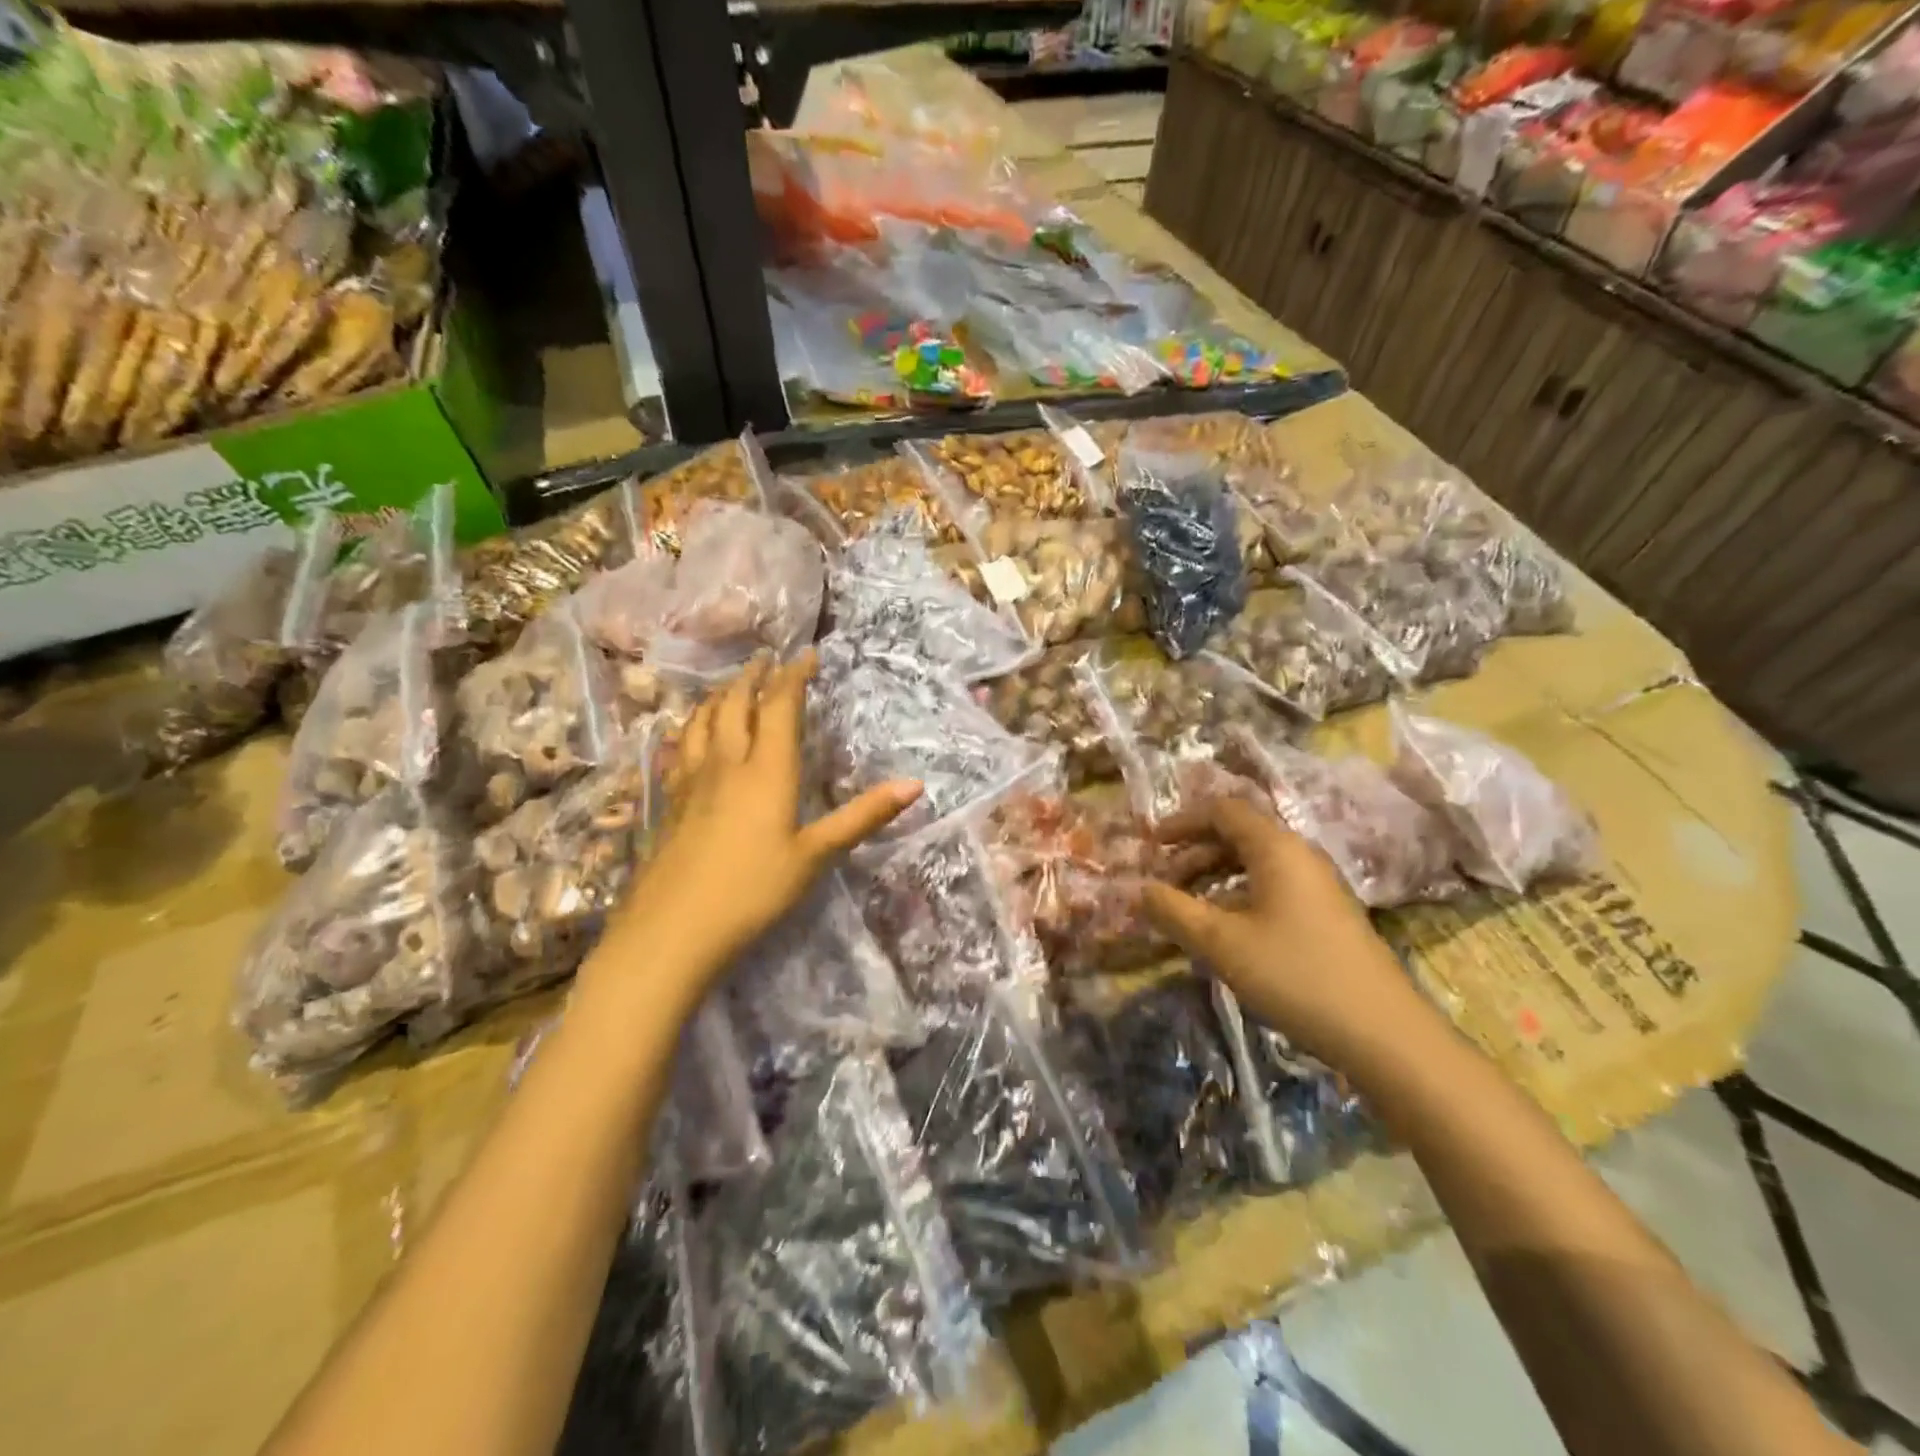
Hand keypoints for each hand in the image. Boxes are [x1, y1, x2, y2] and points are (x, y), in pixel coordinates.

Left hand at [597, 652, 920, 1002]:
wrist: (673, 929)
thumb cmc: (753, 891)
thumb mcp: (816, 855)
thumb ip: (863, 817)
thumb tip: (916, 785)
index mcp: (767, 770)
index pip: (779, 706)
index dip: (794, 676)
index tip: (806, 654)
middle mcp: (727, 763)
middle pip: (735, 704)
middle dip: (753, 677)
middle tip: (766, 659)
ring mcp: (692, 781)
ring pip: (702, 721)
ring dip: (719, 696)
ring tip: (731, 686)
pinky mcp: (670, 802)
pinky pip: (680, 748)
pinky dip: (691, 728)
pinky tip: (689, 735)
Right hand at [1140, 797, 1443, 1075]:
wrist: (1384, 1034)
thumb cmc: (1295, 974)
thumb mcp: (1221, 942)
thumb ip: (1173, 910)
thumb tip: (1139, 889)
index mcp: (1277, 847)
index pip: (1223, 810)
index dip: (1182, 822)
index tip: (1150, 845)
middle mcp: (1300, 856)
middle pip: (1238, 834)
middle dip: (1193, 853)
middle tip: (1163, 884)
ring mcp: (1318, 886)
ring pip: (1255, 864)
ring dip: (1214, 877)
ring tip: (1187, 910)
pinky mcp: (1327, 916)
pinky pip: (1272, 888)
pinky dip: (1238, 896)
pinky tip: (1225, 932)